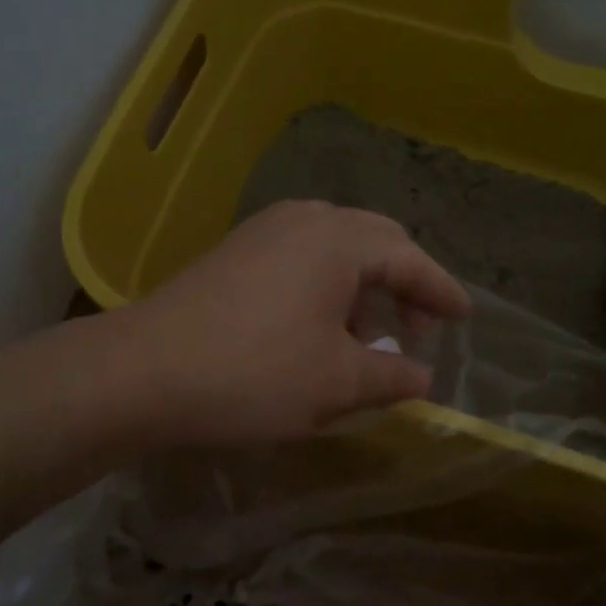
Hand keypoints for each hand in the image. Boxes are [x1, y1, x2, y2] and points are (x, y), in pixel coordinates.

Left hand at [121, 201, 470, 445]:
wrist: (142, 372)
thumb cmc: (253, 374)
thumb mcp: (336, 385)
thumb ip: (392, 377)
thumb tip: (423, 376)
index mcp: (338, 239)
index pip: (409, 258)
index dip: (441, 291)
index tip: (464, 318)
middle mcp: (303, 220)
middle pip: (374, 240)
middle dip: (403, 283)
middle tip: (418, 329)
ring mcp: (262, 231)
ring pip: (334, 249)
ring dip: (362, 287)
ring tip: (365, 340)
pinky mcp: (233, 253)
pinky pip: (299, 258)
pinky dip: (324, 287)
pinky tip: (316, 330)